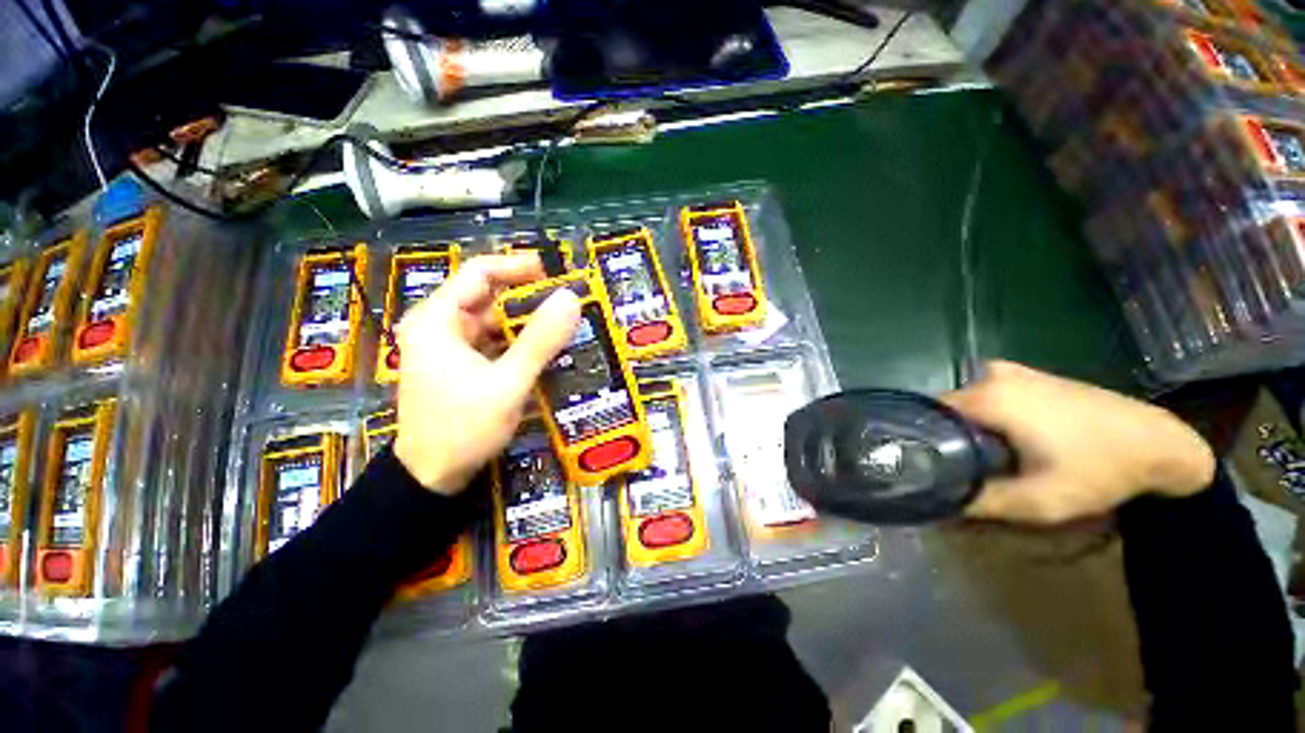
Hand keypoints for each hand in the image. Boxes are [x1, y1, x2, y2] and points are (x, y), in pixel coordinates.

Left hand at [392, 254, 579, 493]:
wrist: (431, 477)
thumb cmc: (463, 427)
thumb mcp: (508, 383)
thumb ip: (540, 341)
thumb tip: (571, 298)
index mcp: (438, 319)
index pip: (480, 273)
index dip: (519, 267)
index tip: (555, 273)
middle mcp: (440, 326)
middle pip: (488, 296)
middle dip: (529, 298)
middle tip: (568, 303)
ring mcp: (449, 347)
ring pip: (494, 322)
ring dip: (527, 323)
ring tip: (564, 326)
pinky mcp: (461, 366)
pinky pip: (494, 343)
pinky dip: (519, 343)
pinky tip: (544, 350)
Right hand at [943, 361, 1215, 523]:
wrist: (1159, 442)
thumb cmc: (1099, 470)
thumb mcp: (1038, 501)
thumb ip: (980, 501)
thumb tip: (936, 502)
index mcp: (986, 397)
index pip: (925, 415)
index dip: (920, 441)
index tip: (925, 465)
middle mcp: (989, 376)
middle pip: (944, 410)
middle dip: (945, 437)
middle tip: (957, 469)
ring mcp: (1009, 371)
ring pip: (964, 404)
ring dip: (965, 428)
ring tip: (981, 457)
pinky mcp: (1027, 375)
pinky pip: (985, 396)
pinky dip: (984, 417)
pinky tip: (1005, 439)